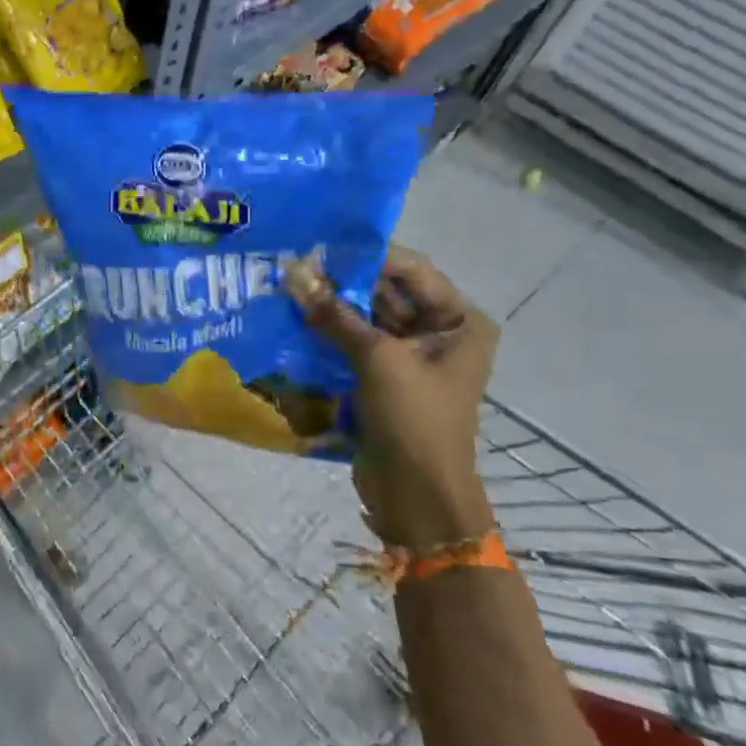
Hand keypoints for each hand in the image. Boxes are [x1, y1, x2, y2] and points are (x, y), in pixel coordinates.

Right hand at [288, 246, 497, 549]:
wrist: (417, 498)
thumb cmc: (414, 420)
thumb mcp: (377, 359)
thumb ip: (335, 315)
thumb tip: (293, 273)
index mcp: (458, 321)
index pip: (410, 270)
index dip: (366, 256)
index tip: (319, 246)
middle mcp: (438, 332)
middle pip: (386, 292)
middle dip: (342, 281)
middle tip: (294, 265)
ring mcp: (411, 357)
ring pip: (366, 317)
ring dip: (331, 306)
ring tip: (287, 288)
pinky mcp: (384, 379)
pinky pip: (355, 343)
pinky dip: (329, 333)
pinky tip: (293, 320)